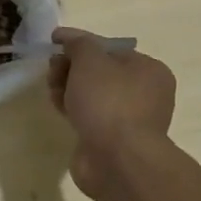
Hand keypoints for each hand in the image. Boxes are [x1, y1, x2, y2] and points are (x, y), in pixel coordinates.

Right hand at [46, 27, 176, 198]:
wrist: (118, 161)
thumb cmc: (108, 101)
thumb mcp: (89, 59)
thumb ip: (78, 43)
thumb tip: (70, 42)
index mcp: (148, 70)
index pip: (108, 47)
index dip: (78, 41)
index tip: (54, 40)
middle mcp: (144, 93)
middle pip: (98, 70)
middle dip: (70, 66)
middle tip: (52, 69)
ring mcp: (129, 118)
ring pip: (90, 93)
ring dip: (67, 87)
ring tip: (53, 90)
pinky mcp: (112, 139)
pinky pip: (88, 115)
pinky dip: (72, 108)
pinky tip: (58, 107)